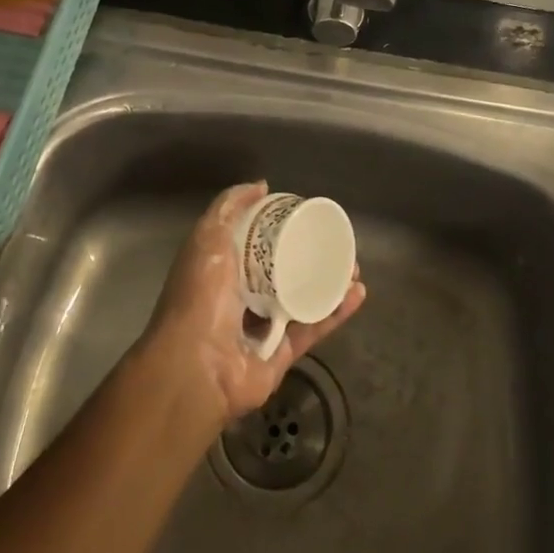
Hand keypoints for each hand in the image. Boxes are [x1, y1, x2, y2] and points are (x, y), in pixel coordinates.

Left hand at [141, 181, 366, 426]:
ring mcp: (262, 328)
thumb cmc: (199, 295)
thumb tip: (261, 185)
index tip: (304, 216)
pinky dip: (336, 312)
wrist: (196, 366)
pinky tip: (357, 293)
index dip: (277, 229)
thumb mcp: (207, 237)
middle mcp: (240, 298)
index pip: (253, 244)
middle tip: (336, 244)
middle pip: (282, 272)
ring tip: (353, 267)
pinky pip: (313, 329)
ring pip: (302, 300)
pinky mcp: (282, 354)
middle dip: (310, 258)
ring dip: (329, 284)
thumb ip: (229, 207)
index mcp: (221, 270)